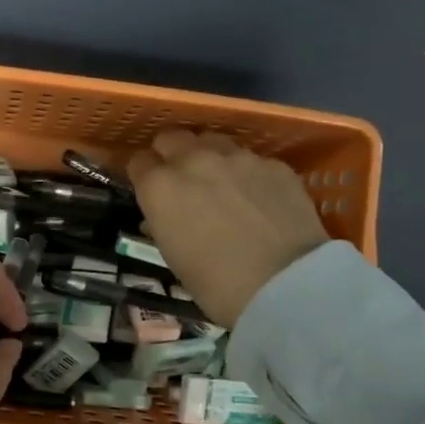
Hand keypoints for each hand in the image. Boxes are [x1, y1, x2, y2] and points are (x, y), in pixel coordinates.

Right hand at [127, 130, 328, 327]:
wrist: (286, 284)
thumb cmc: (217, 285)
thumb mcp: (173, 257)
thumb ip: (163, 224)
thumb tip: (164, 216)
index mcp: (160, 187)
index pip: (138, 162)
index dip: (143, 175)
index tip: (150, 190)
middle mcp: (193, 161)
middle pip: (172, 138)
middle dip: (171, 155)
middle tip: (181, 181)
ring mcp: (237, 158)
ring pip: (212, 141)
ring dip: (209, 157)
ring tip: (221, 183)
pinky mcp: (274, 165)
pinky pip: (251, 160)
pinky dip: (247, 174)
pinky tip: (258, 199)